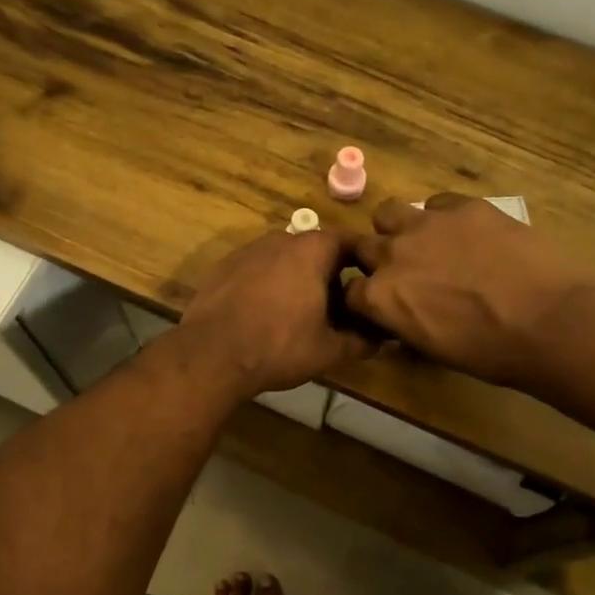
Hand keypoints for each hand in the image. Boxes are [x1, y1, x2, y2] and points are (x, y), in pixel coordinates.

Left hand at [175, 227, 373, 398]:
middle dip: (326, 274)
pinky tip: (263, 314)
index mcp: (311, 250)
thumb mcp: (329, 351)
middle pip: (313, 249)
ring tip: (298, 312)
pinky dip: (265, 285)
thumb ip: (360, 342)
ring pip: (282, 259)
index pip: (347, 242)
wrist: (212, 354)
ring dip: (294, 278)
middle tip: (335, 307)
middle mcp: (279, 239)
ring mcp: (246, 251)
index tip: (366, 286)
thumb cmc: (279, 346)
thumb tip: (383, 341)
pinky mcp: (221, 267)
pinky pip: (255, 270)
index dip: (360, 263)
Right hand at [347, 194, 594, 387]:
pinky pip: (438, 203)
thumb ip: (404, 328)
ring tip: (425, 242)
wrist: (550, 322)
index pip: (350, 292)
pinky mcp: (464, 206)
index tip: (381, 304)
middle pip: (363, 247)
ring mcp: (426, 224)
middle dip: (376, 260)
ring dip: (398, 228)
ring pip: (388, 212)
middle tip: (405, 272)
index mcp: (380, 298)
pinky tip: (467, 233)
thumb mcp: (434, 350)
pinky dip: (443, 217)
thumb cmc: (491, 352)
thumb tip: (398, 324)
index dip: (365, 298)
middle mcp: (392, 255)